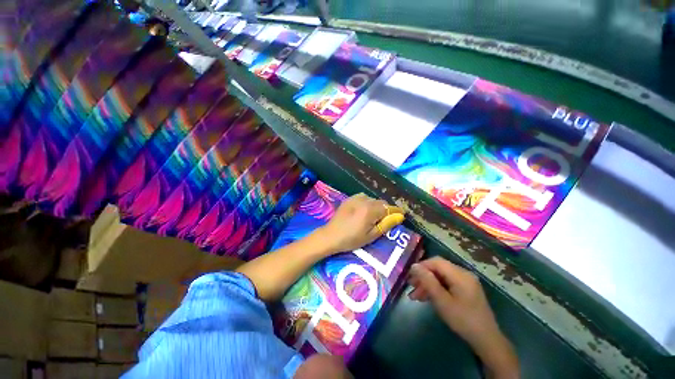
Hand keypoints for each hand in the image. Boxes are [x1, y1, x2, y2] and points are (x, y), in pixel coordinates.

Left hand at [316, 193, 404, 253]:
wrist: (331, 235)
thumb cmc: (352, 239)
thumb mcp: (371, 235)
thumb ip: (386, 224)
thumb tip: (399, 216)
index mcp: (370, 210)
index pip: (388, 208)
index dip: (395, 211)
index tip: (401, 215)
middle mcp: (364, 200)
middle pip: (381, 202)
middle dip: (385, 210)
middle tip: (384, 220)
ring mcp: (355, 198)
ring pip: (372, 199)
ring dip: (376, 206)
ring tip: (372, 217)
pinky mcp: (349, 199)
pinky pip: (363, 197)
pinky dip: (367, 203)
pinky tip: (363, 211)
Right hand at [408, 257, 518, 378]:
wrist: (486, 340)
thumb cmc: (463, 320)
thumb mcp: (442, 301)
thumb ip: (427, 281)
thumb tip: (414, 266)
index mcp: (460, 274)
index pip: (436, 261)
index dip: (422, 266)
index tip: (410, 276)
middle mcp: (463, 274)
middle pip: (438, 269)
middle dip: (423, 277)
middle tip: (411, 287)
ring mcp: (466, 282)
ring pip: (441, 277)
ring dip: (428, 284)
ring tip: (416, 296)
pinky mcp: (466, 290)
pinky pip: (447, 284)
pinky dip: (436, 289)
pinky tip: (428, 298)